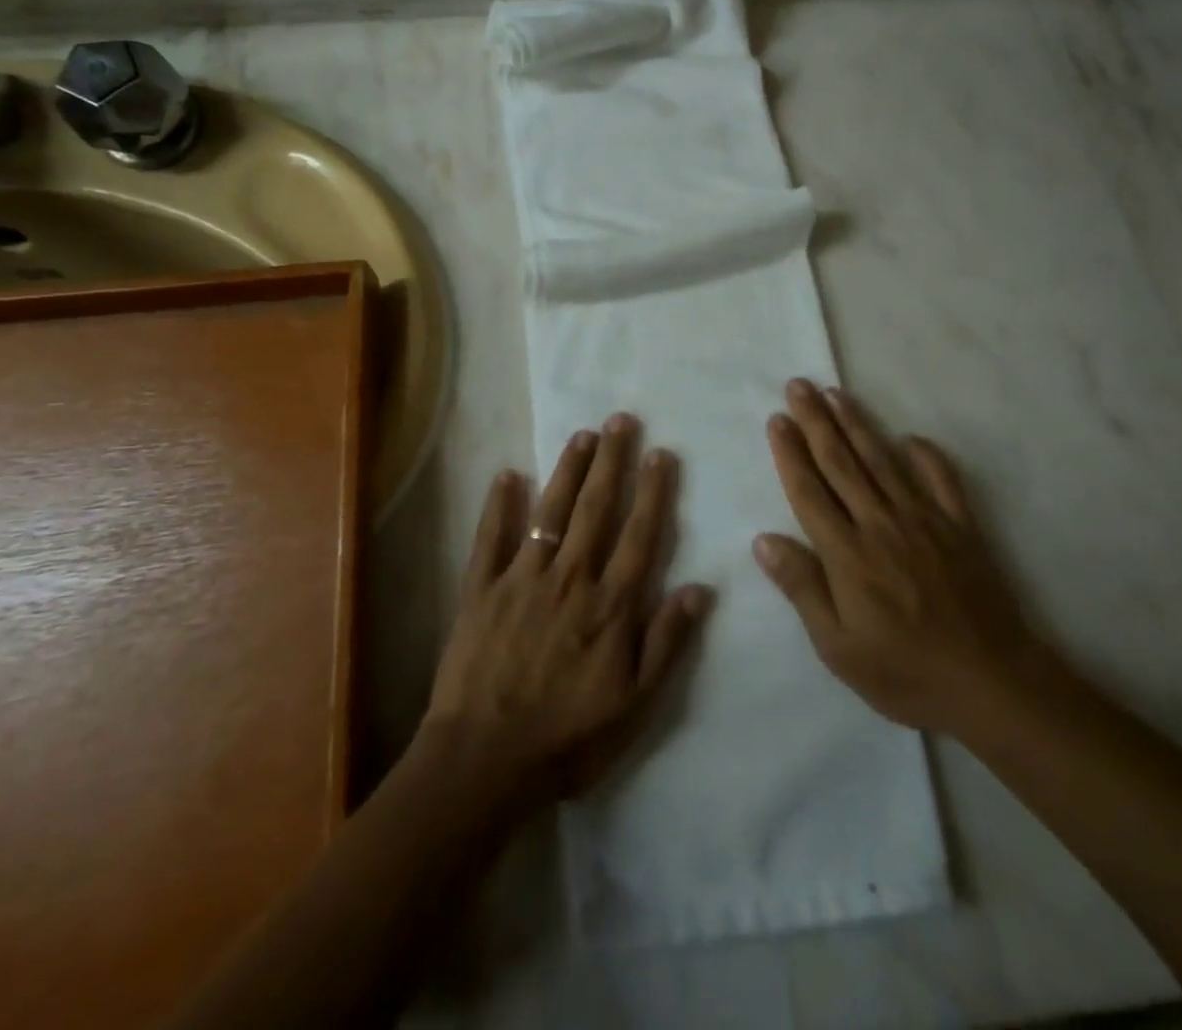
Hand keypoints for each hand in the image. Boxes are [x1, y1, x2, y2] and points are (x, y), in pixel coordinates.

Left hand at [423, 415, 711, 809]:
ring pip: (550, 512)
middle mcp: (570, 578)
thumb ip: (666, 642)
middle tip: (620, 420)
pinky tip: (505, 475)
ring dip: (567, 471)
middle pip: (595, 509)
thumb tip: (701, 587)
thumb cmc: (568, 736)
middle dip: (611, 462)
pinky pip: (490, 539)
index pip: (639, 535)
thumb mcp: (634, 703)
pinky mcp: (481, 589)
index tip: (660, 453)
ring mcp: (522, 578)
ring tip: (582, 436)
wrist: (485, 760)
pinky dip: (497, 506)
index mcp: (609, 604)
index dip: (652, 492)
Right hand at [754, 379, 1045, 734]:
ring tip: (835, 394)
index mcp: (847, 553)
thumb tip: (764, 539)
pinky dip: (925, 455)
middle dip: (816, 421)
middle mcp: (881, 523)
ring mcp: (924, 520)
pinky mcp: (960, 527)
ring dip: (856, 424)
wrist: (992, 684)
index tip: (777, 419)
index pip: (810, 491)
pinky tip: (910, 438)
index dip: (790, 453)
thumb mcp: (838, 647)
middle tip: (799, 386)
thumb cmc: (905, 672)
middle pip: (841, 462)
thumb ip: (802, 588)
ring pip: (881, 460)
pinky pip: (941, 479)